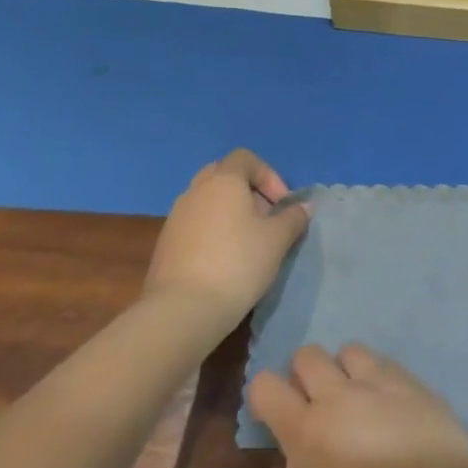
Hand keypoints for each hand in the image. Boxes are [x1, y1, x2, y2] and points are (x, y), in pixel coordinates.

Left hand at [144, 150, 308, 340]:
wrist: (184, 308)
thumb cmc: (238, 263)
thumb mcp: (278, 240)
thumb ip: (293, 218)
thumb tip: (302, 207)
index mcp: (223, 181)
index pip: (245, 158)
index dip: (269, 175)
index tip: (282, 204)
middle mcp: (195, 191)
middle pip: (223, 175)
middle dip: (248, 191)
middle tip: (265, 218)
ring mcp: (176, 216)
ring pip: (207, 201)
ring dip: (229, 212)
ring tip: (247, 242)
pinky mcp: (166, 243)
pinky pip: (195, 224)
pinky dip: (212, 231)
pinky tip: (224, 260)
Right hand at [247, 344, 467, 467]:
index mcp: (307, 431)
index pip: (266, 385)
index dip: (265, 396)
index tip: (275, 418)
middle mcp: (338, 395)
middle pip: (307, 355)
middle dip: (304, 376)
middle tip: (317, 409)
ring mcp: (379, 382)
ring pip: (348, 351)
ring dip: (344, 370)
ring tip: (356, 402)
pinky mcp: (412, 380)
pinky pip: (384, 362)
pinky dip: (377, 377)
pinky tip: (389, 407)